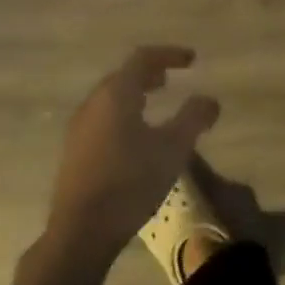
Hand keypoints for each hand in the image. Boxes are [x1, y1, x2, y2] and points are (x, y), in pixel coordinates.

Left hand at [44, 46, 219, 262]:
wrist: (81, 230)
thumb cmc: (130, 181)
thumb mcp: (172, 149)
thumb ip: (193, 118)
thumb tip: (210, 100)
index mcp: (116, 93)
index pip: (143, 58)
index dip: (169, 54)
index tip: (191, 60)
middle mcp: (94, 102)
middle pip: (123, 76)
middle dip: (149, 73)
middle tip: (170, 79)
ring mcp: (80, 127)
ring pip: (111, 98)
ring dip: (134, 94)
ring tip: (154, 105)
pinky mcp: (74, 151)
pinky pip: (102, 118)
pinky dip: (123, 114)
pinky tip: (135, 137)